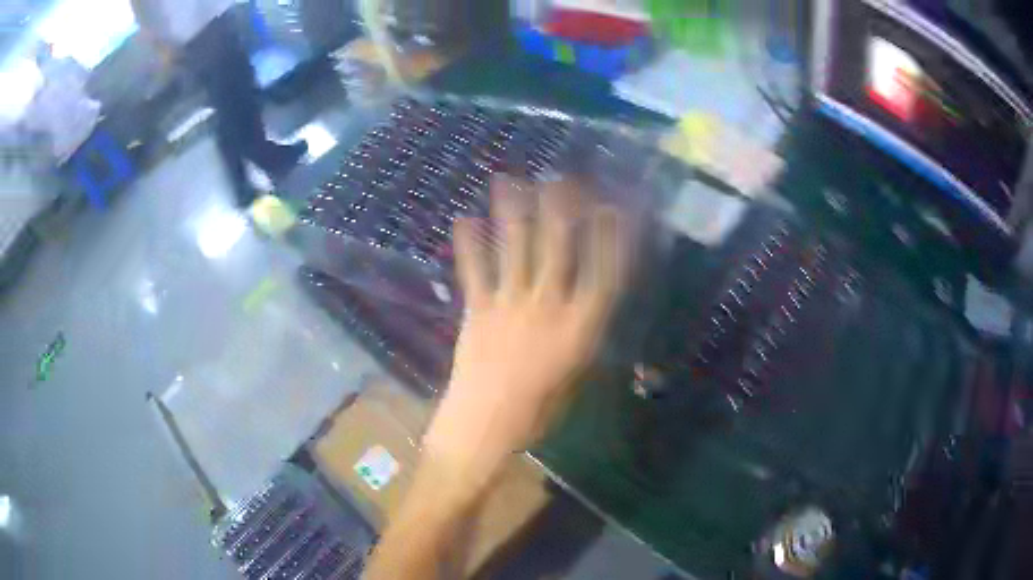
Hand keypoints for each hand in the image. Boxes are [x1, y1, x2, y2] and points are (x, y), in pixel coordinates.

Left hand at [423, 176, 630, 491]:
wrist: (484, 425)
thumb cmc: (538, 412)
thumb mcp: (574, 377)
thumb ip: (580, 337)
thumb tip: (585, 307)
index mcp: (580, 325)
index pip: (604, 272)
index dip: (611, 237)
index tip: (613, 206)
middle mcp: (548, 304)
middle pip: (558, 247)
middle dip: (562, 208)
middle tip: (563, 177)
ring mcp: (510, 303)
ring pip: (515, 248)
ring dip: (514, 212)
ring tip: (510, 180)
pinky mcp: (477, 309)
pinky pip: (474, 271)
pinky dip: (469, 245)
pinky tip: (463, 219)